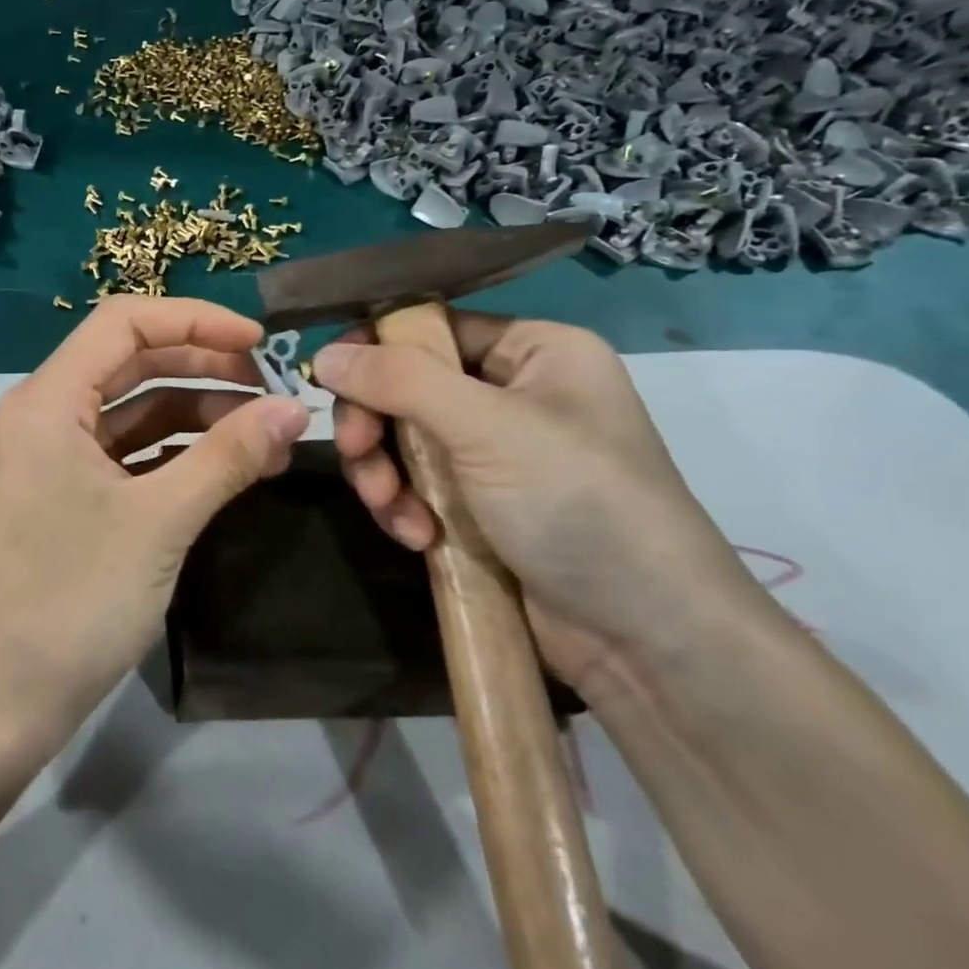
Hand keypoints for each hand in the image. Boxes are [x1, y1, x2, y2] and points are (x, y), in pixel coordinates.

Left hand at [0, 297, 310, 758]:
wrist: (3, 699)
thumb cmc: (74, 599)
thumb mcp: (161, 520)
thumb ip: (229, 456)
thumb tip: (295, 408)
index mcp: (47, 400)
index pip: (123, 323)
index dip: (195, 320)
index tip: (260, 342)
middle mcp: (44, 414)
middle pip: (130, 362)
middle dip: (203, 365)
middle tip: (273, 388)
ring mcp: (54, 456)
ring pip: (133, 409)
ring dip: (197, 411)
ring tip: (267, 430)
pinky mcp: (68, 493)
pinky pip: (128, 451)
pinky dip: (177, 451)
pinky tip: (230, 465)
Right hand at [312, 314, 763, 691]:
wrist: (646, 641)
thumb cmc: (577, 504)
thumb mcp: (485, 428)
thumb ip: (399, 381)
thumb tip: (323, 354)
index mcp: (535, 351)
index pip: (432, 327)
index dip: (376, 348)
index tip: (329, 379)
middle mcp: (514, 393)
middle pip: (406, 385)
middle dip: (375, 424)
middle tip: (359, 453)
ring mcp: (494, 453)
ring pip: (401, 439)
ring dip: (383, 473)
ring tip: (392, 510)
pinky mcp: (479, 505)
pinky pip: (415, 485)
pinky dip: (405, 507)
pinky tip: (418, 537)